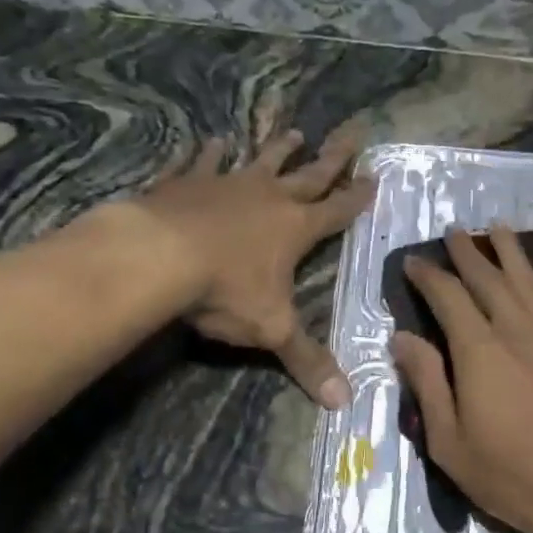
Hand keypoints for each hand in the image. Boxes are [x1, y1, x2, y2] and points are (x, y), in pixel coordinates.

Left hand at [135, 124, 375, 407]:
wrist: (157, 257)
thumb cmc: (224, 291)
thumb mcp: (271, 329)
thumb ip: (307, 361)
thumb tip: (345, 402)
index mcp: (295, 228)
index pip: (338, 210)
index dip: (358, 196)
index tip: (375, 175)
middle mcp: (267, 197)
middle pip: (309, 172)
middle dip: (333, 155)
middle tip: (352, 131)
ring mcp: (226, 184)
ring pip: (260, 160)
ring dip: (277, 147)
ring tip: (292, 130)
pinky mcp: (186, 182)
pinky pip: (200, 161)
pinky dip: (204, 152)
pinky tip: (209, 140)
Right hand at [389, 223, 532, 532]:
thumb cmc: (511, 475)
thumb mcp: (449, 441)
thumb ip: (427, 382)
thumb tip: (402, 337)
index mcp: (479, 349)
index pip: (447, 296)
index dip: (427, 276)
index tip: (412, 262)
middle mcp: (517, 328)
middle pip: (488, 277)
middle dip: (466, 252)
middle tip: (452, 232)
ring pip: (528, 279)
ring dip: (510, 250)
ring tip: (497, 228)